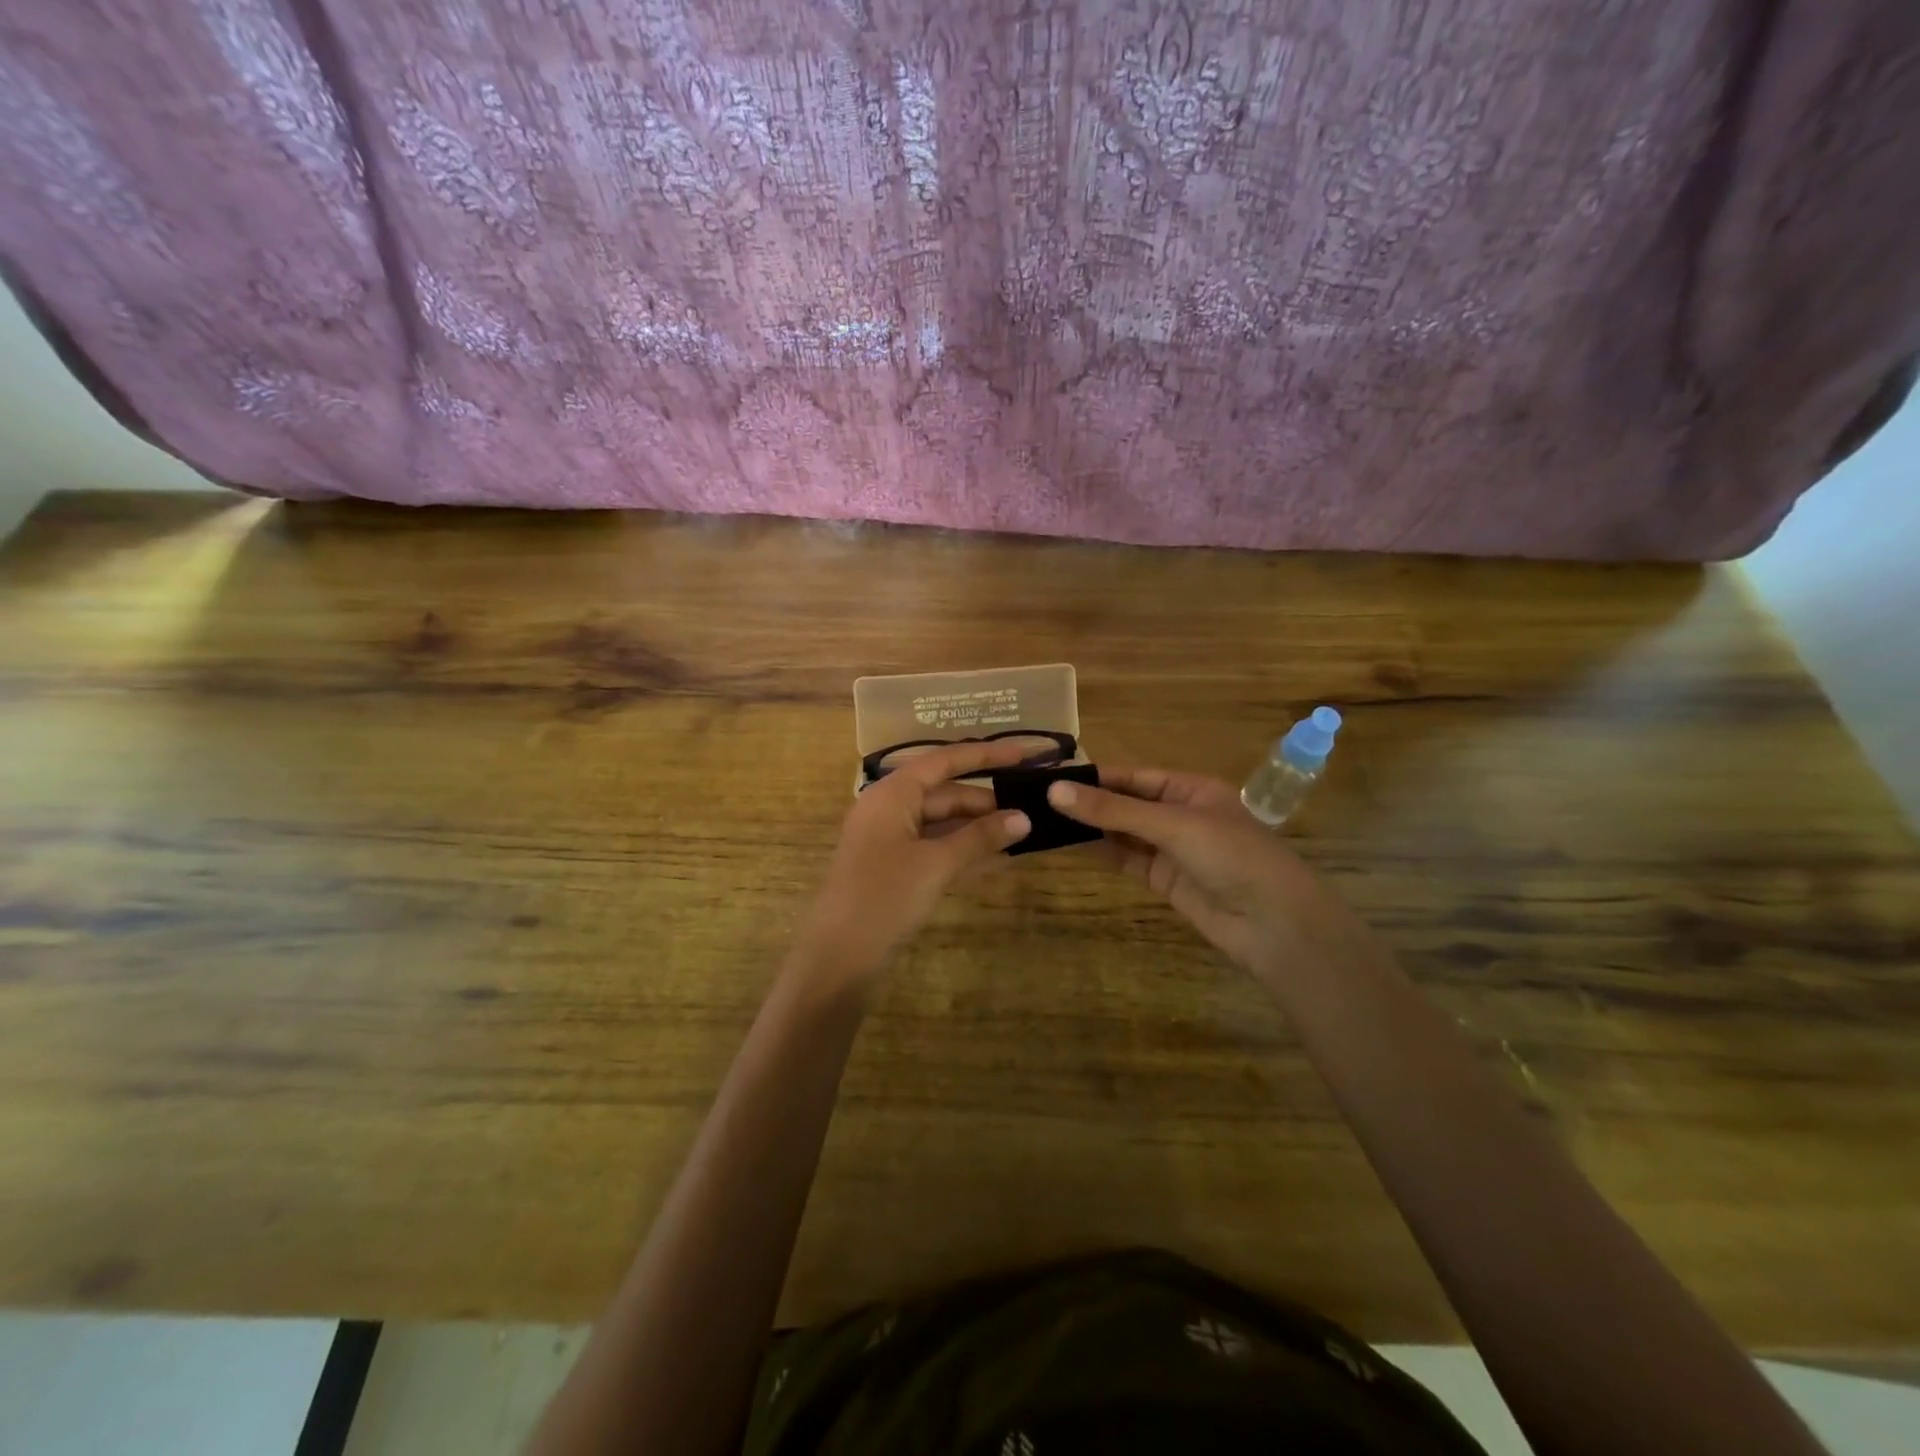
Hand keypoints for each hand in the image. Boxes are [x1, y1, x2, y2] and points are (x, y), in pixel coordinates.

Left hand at [795, 740, 1033, 990]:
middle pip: (945, 792)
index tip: (1024, 755)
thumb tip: (1024, 818)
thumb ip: (979, 838)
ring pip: (942, 822)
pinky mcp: (896, 867)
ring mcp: (891, 839)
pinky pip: (936, 846)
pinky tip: (998, 857)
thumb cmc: (884, 897)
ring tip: (1022, 831)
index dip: (986, 756)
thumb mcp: (936, 864)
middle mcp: (890, 808)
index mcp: (892, 794)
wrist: (838, 956)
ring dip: (978, 827)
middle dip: (986, 800)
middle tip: (1032, 807)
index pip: (944, 761)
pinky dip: (964, 849)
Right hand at [1048, 767, 1356, 980]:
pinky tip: (1070, 844)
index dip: (1094, 776)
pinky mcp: (1165, 879)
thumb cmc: (1231, 856)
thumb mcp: (1172, 825)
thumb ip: (1113, 810)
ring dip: (1090, 827)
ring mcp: (1171, 848)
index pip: (1133, 776)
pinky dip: (1102, 850)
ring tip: (1044, 820)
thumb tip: (1055, 792)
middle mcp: (1179, 813)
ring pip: (1123, 831)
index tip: (1050, 776)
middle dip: (1088, 802)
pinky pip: (1127, 858)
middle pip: (1125, 803)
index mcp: (1190, 788)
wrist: (1274, 924)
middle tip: (1037, 800)